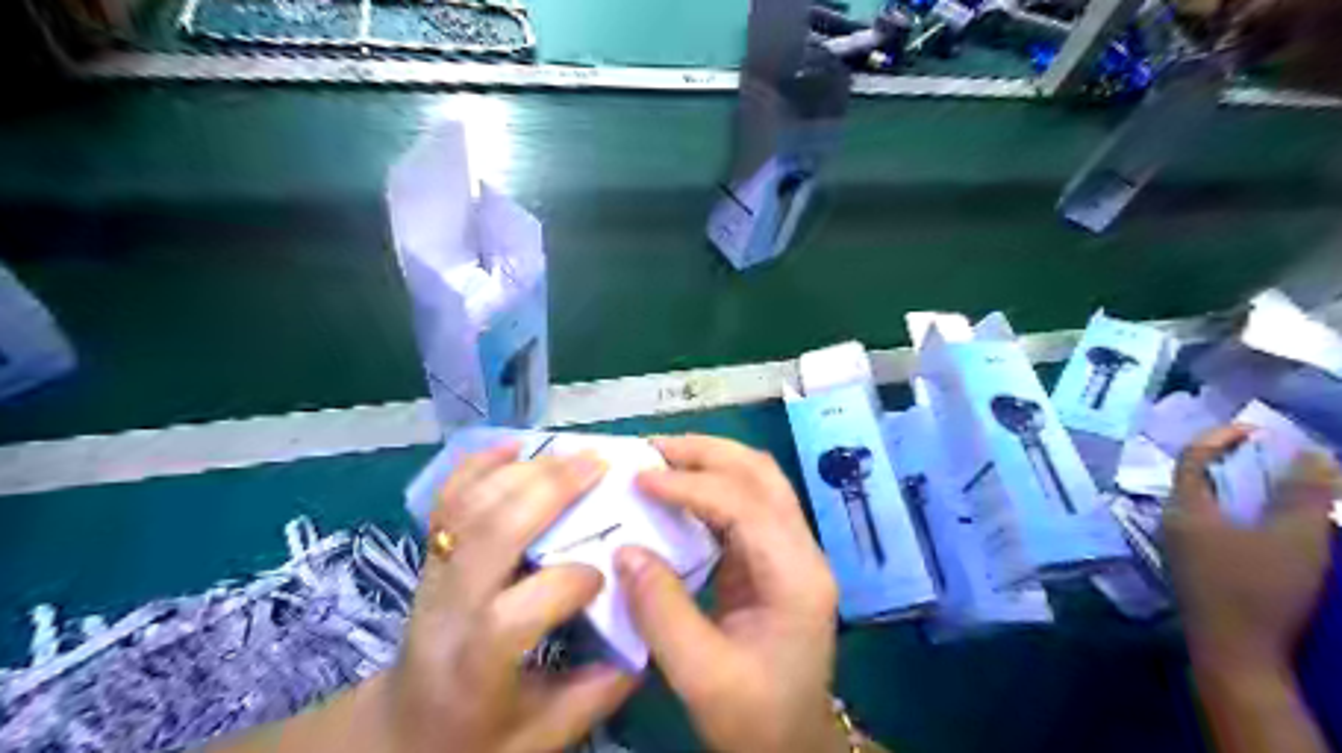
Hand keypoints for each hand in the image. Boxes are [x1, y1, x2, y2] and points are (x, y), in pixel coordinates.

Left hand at [384, 444, 642, 749]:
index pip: (517, 611)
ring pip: (471, 506)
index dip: (570, 583)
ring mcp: (434, 573)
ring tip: (571, 454)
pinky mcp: (432, 554)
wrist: (400, 728)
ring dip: (523, 471)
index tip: (608, 575)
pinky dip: (478, 465)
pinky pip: (447, 500)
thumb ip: (597, 692)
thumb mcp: (541, 737)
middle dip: (550, 491)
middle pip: (492, 535)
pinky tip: (514, 445)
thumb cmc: (474, 737)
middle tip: (599, 465)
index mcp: (476, 662)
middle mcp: (449, 608)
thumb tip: (647, 638)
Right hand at [614, 436, 839, 751]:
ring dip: (709, 461)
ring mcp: (791, 550)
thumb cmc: (756, 717)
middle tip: (651, 449)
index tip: (640, 479)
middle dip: (706, 452)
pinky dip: (709, 487)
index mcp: (796, 575)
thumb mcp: (703, 676)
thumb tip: (625, 549)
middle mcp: (801, 550)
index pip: (745, 504)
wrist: (792, 743)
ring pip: (756, 480)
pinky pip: (743, 503)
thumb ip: (662, 611)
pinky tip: (676, 492)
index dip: (691, 484)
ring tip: (660, 459)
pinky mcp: (773, 557)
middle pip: (761, 474)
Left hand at [1166, 425, 1341, 672]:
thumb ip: (1302, 494)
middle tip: (1276, 460)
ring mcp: (1178, 549)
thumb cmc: (1260, 591)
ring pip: (1205, 507)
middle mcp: (1171, 523)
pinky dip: (1236, 518)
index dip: (1221, 437)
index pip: (1191, 457)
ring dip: (1238, 493)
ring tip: (1278, 490)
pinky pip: (1210, 529)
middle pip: (1196, 480)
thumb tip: (1310, 452)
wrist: (1236, 656)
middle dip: (1234, 465)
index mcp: (1184, 508)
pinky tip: (1266, 529)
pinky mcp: (1192, 571)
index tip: (1257, 430)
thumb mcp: (1293, 539)